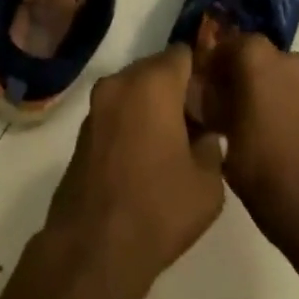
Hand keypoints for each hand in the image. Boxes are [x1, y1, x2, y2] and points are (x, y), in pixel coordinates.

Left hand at [44, 46, 225, 298]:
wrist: (95, 244)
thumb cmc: (159, 208)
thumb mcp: (208, 185)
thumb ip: (213, 147)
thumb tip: (206, 134)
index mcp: (153, 83)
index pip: (183, 54)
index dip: (201, 71)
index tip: (214, 96)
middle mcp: (121, 81)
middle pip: (156, 68)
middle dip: (177, 88)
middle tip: (198, 122)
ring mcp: (97, 102)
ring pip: (134, 88)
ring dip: (153, 104)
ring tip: (174, 141)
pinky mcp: (84, 126)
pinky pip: (117, 108)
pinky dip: (132, 119)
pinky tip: (146, 155)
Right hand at [191, 31, 298, 244]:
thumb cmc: (254, 159)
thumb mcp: (215, 123)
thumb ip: (206, 95)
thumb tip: (200, 88)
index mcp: (256, 54)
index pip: (223, 46)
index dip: (209, 66)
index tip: (199, 87)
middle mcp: (284, 58)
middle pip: (250, 57)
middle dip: (234, 74)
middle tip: (218, 102)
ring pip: (271, 74)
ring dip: (257, 87)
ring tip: (240, 118)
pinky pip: (289, 93)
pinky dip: (276, 102)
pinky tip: (263, 130)